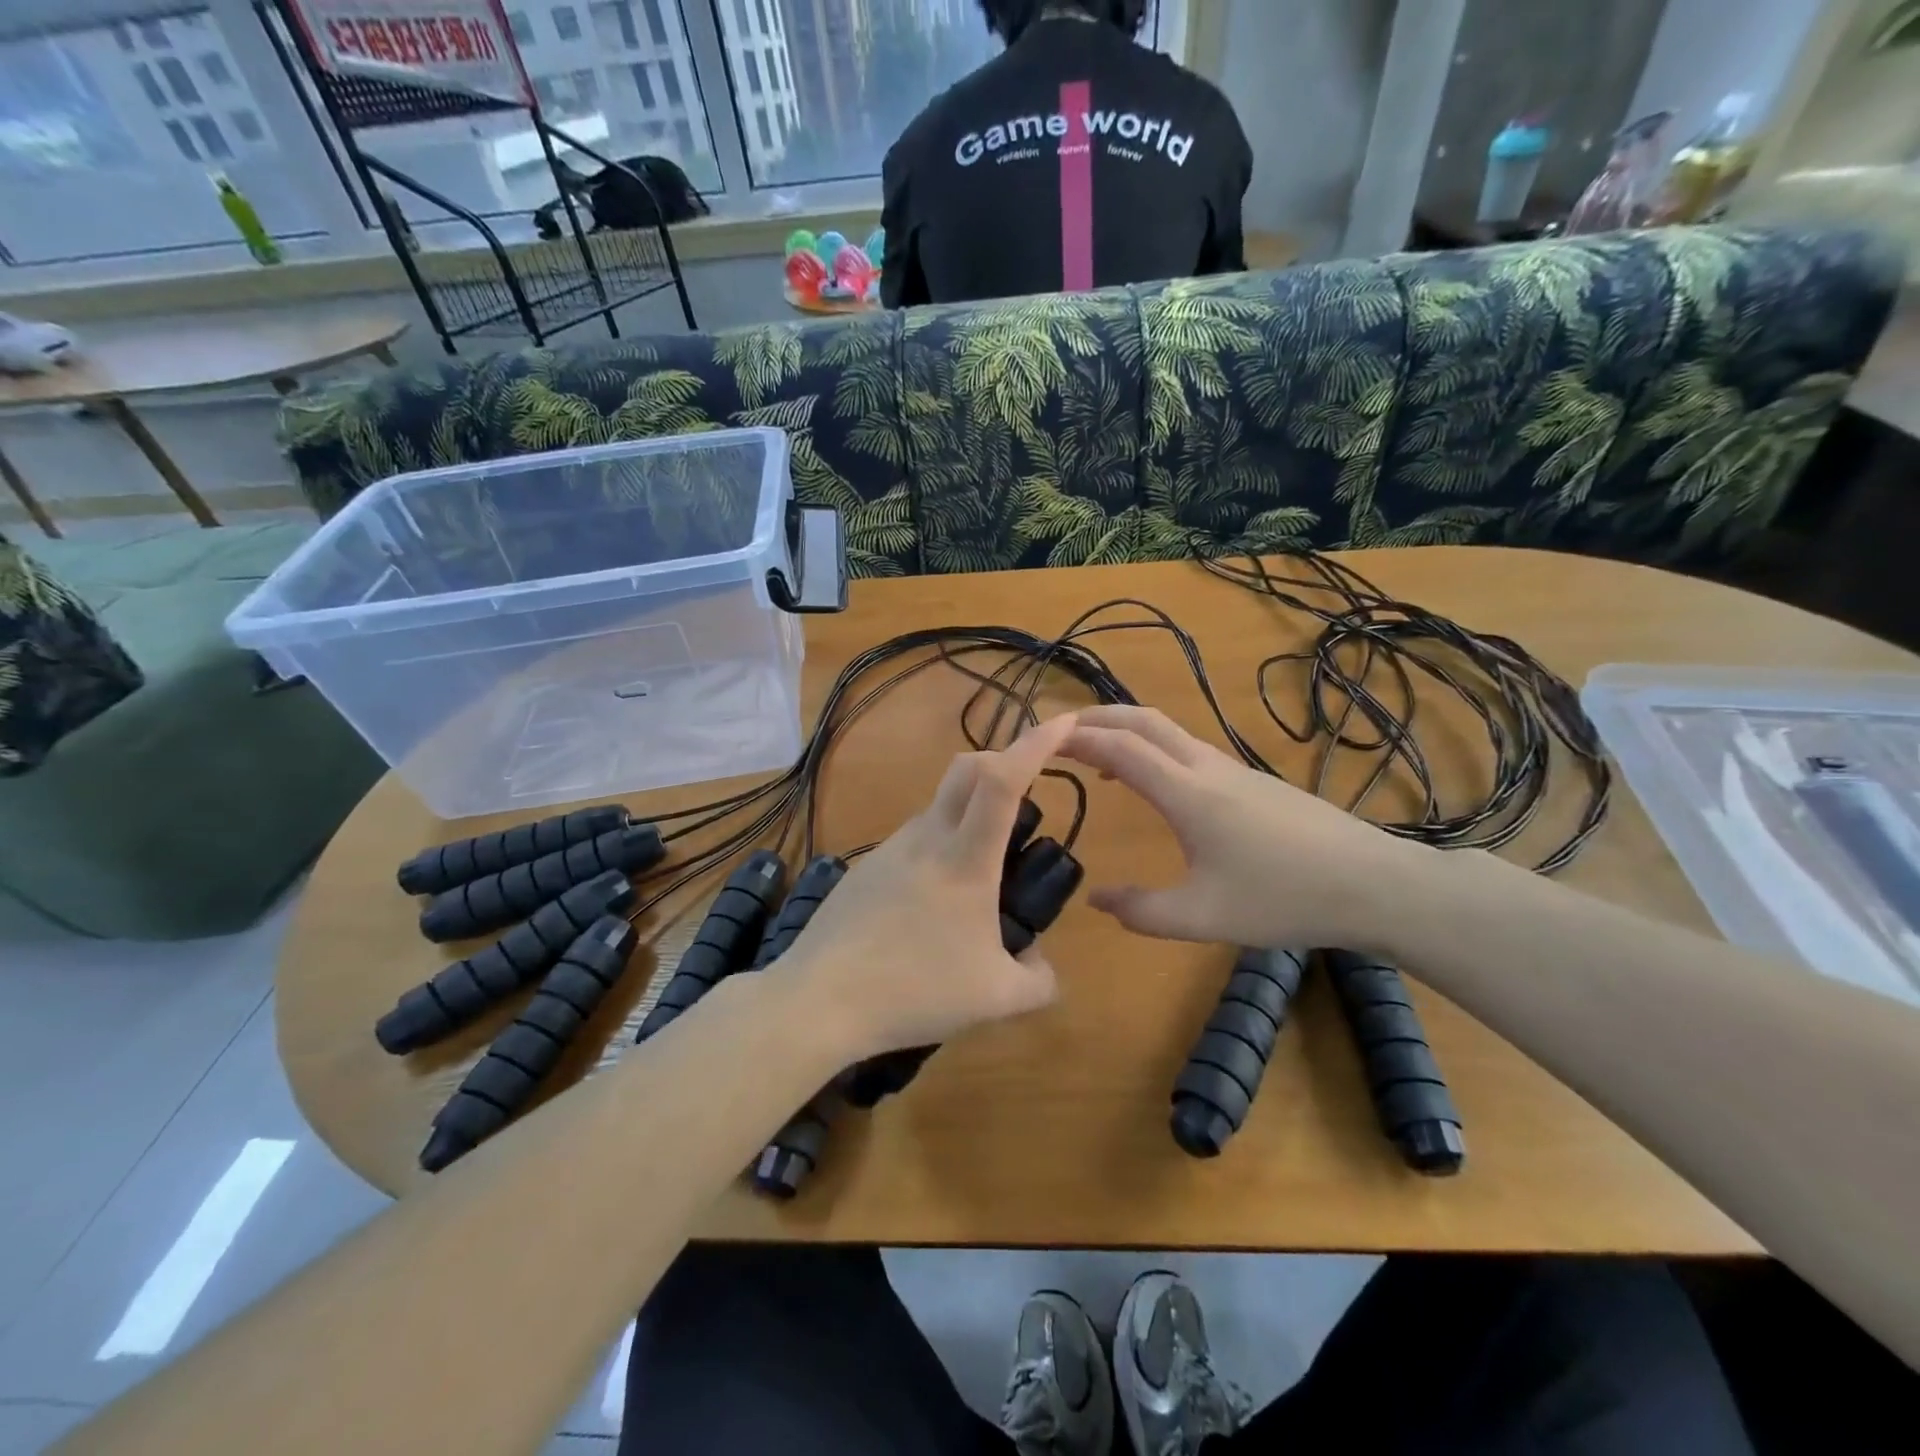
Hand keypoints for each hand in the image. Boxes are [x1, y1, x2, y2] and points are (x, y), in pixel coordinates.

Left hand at [781, 713, 1080, 1060]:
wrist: (820, 999)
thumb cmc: (914, 991)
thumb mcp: (995, 999)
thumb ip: (1038, 981)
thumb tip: (1042, 965)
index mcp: (966, 860)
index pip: (1004, 780)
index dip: (1036, 742)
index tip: (1063, 721)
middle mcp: (927, 838)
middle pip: (968, 768)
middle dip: (1004, 759)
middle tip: (1029, 788)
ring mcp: (891, 848)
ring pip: (939, 806)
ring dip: (970, 811)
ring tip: (983, 874)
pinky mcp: (866, 867)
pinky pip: (914, 839)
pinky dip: (939, 846)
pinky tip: (933, 904)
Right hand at [1060, 705, 1430, 951]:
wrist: (1373, 883)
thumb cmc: (1285, 898)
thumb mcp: (1204, 918)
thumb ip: (1142, 912)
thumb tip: (1096, 900)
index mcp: (1187, 793)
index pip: (1118, 747)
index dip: (1074, 738)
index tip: (1038, 739)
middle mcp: (1205, 767)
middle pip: (1140, 721)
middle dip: (1093, 718)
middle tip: (1055, 732)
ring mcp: (1231, 768)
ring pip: (1165, 729)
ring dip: (1122, 730)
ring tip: (1090, 752)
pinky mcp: (1249, 779)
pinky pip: (1184, 747)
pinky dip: (1149, 747)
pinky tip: (1149, 782)